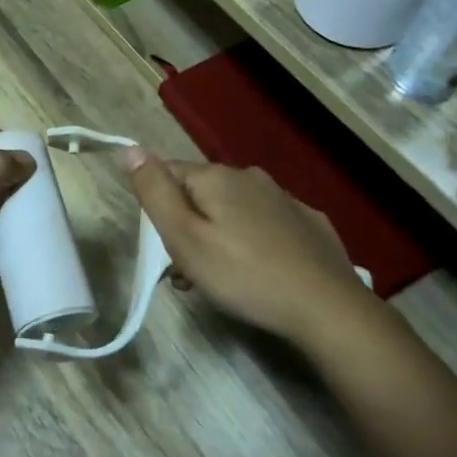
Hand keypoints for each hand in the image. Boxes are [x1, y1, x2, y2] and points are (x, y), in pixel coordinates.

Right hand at [124, 151, 367, 343]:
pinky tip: (260, 273)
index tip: (164, 247)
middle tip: (188, 274)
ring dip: (218, 237)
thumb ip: (155, 192)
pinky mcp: (309, 223)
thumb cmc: (243, 275)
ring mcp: (285, 199)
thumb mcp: (184, 238)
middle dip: (188, 227)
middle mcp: (251, 177)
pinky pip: (265, 225)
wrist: (326, 307)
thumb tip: (130, 149)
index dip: (158, 208)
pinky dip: (253, 243)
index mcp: (217, 177)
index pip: (168, 173)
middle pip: (201, 194)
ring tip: (220, 282)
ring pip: (234, 211)